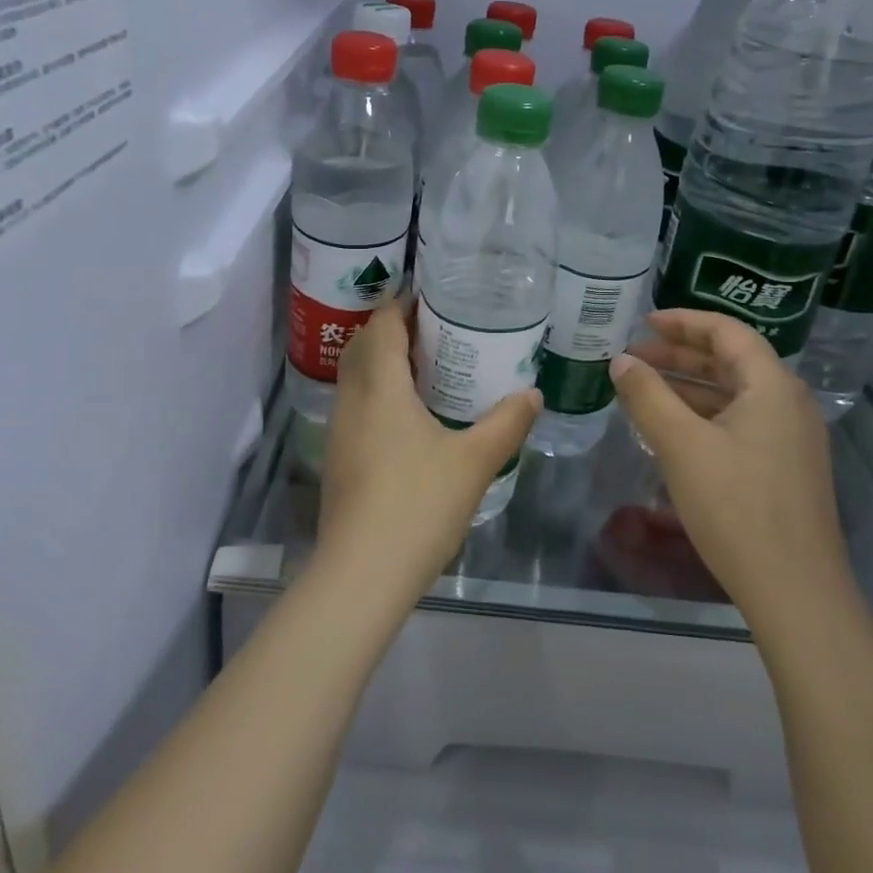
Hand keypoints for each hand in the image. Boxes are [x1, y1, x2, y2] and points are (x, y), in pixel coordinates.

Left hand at [318, 297, 539, 604]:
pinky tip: (407, 416)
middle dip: (391, 330)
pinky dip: (377, 393)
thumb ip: (506, 422)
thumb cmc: (417, 505)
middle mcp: (352, 400)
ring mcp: (339, 432)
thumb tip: (533, 392)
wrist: (361, 574)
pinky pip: (355, 406)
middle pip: (362, 347)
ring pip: (355, 378)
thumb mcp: (474, 461)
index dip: (401, 305)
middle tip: (434, 328)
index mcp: (380, 388)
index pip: (382, 326)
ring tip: (424, 366)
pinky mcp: (339, 459)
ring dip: (381, 362)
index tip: (432, 297)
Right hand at [608, 309, 846, 614]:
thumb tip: (621, 361)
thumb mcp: (681, 445)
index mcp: (772, 386)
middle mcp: (788, 403)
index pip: (726, 332)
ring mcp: (792, 438)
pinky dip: (704, 414)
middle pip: (731, 360)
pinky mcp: (786, 467)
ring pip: (734, 394)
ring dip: (689, 386)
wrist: (796, 592)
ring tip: (644, 389)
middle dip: (680, 355)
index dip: (683, 322)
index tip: (643, 322)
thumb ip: (647, 396)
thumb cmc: (736, 507)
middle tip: (634, 357)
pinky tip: (673, 429)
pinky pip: (741, 422)